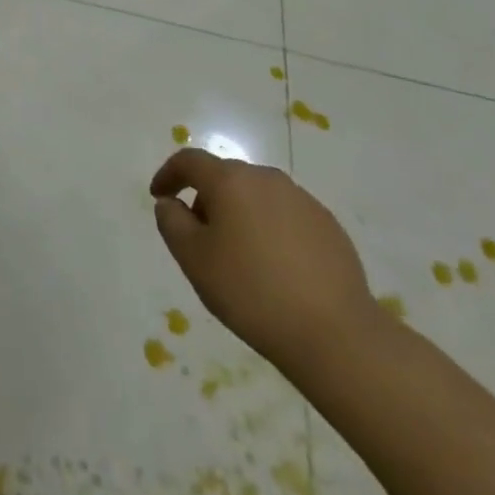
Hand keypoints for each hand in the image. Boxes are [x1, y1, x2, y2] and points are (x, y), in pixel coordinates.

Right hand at [150, 149, 380, 374]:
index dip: (168, 174)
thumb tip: (170, 203)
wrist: (335, 334)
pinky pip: (285, 215)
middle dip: (205, 198)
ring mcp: (302, 200)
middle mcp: (266, 178)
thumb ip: (171, 222)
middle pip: (225, 177)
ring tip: (237, 254)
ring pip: (256, 195)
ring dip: (238, 213)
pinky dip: (269, 228)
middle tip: (198, 236)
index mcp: (230, 181)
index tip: (158, 196)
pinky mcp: (328, 225)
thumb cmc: (251, 291)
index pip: (189, 161)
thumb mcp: (193, 259)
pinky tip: (273, 266)